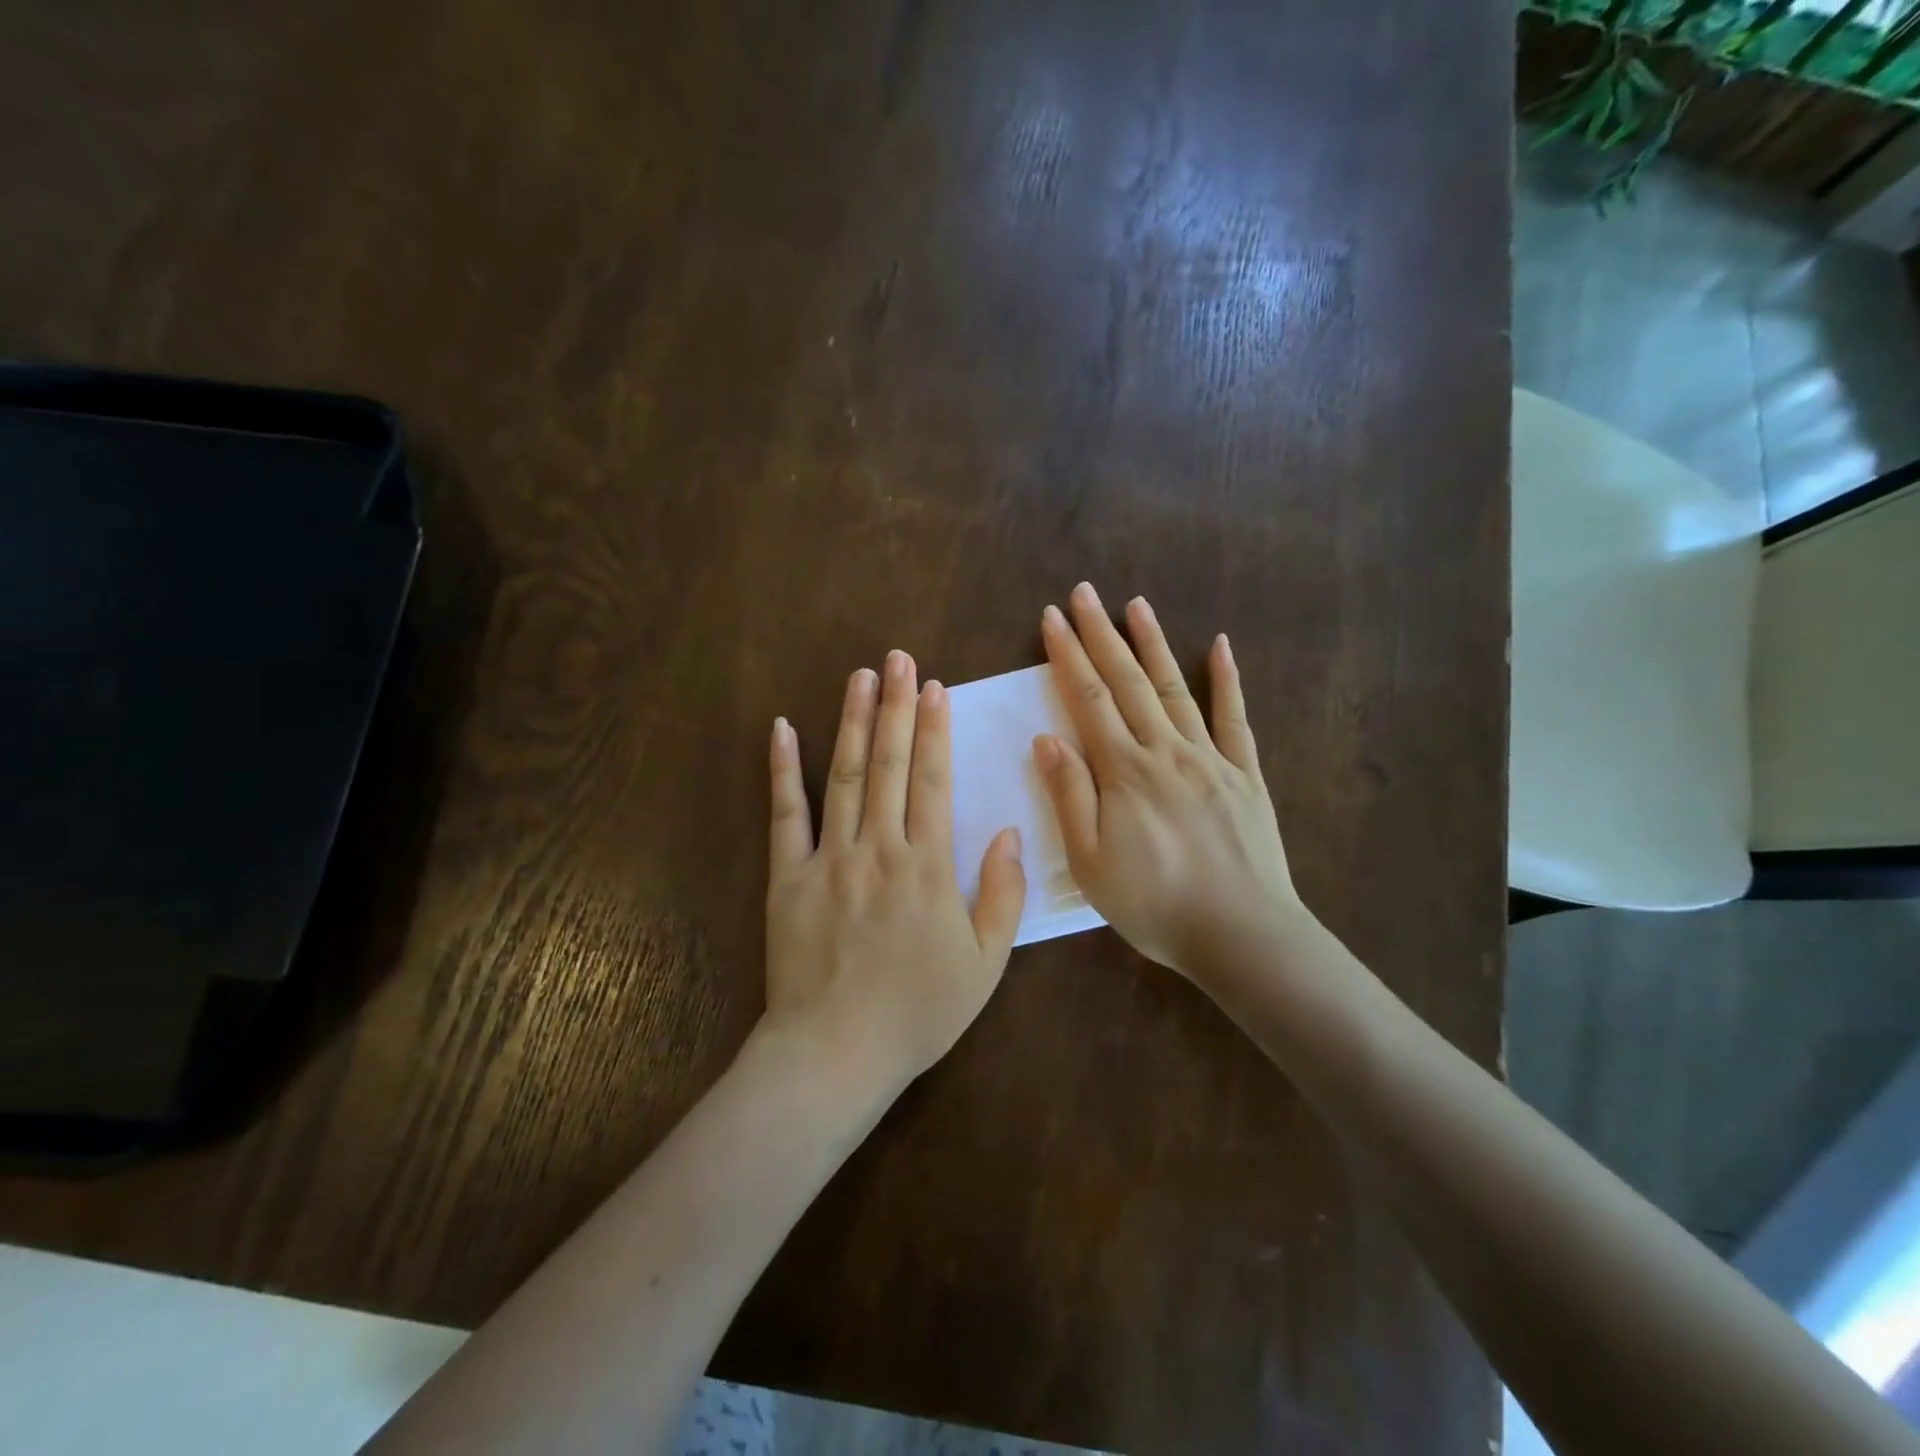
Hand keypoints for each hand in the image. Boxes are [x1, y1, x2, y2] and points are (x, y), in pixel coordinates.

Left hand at [764, 650, 1027, 1091]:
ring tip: (860, 676)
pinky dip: (782, 769)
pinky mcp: (787, 877)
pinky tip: (780, 728)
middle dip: (896, 706)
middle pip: (888, 764)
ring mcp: (827, 859)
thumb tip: (1010, 832)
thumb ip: (1002, 895)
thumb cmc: (917, 1012)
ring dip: (851, 721)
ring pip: (841, 776)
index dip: (935, 730)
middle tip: (900, 657)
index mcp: (927, 868)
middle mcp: (878, 849)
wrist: (835, 1054)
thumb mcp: (984, 964)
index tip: (935, 688)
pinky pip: (784, 815)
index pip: (933, 782)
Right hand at [1033, 583, 1304, 985]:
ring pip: (1175, 688)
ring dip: (1153, 643)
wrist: (1242, 934)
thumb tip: (1046, 738)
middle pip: (1128, 681)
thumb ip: (1069, 796)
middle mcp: (1166, 751)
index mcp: (1124, 772)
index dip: (1067, 655)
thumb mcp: (1091, 863)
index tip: (1051, 618)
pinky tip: (1220, 646)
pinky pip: (1235, 718)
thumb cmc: (1155, 904)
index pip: (1089, 699)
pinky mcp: (1245, 774)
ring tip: (1135, 604)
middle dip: (1101, 634)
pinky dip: (1227, 679)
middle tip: (1083, 593)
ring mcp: (1211, 758)